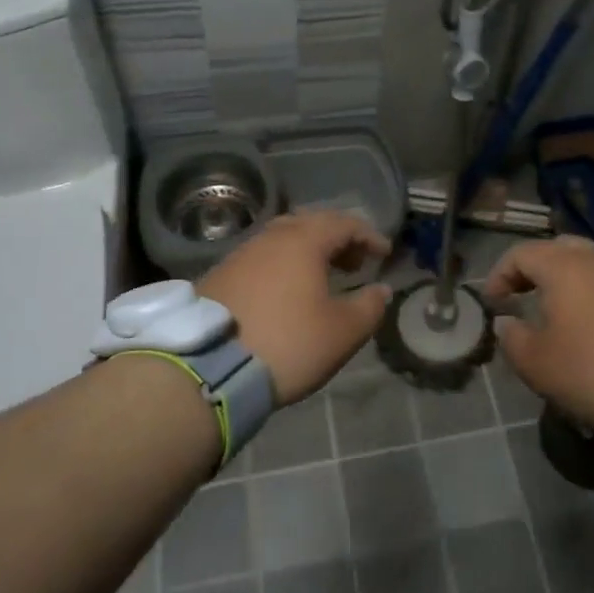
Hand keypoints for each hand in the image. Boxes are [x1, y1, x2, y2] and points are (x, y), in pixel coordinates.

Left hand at [198, 211, 391, 404]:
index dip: (369, 236)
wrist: (208, 369)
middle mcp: (270, 238)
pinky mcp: (219, 277)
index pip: (344, 223)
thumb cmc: (288, 343)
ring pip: (283, 241)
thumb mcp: (342, 332)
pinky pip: (261, 260)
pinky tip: (287, 293)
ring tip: (323, 278)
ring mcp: (240, 255)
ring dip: (309, 253)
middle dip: (338, 240)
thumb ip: (369, 306)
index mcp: (303, 241)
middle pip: (311, 224)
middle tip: (355, 263)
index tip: (384, 254)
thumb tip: (380, 290)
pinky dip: (283, 267)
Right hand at [484, 236, 593, 433]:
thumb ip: (514, 340)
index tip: (494, 303)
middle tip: (526, 296)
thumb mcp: (539, 364)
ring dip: (572, 288)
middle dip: (538, 270)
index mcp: (564, 267)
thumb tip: (507, 323)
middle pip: (561, 250)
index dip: (500, 274)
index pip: (521, 254)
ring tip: (563, 319)